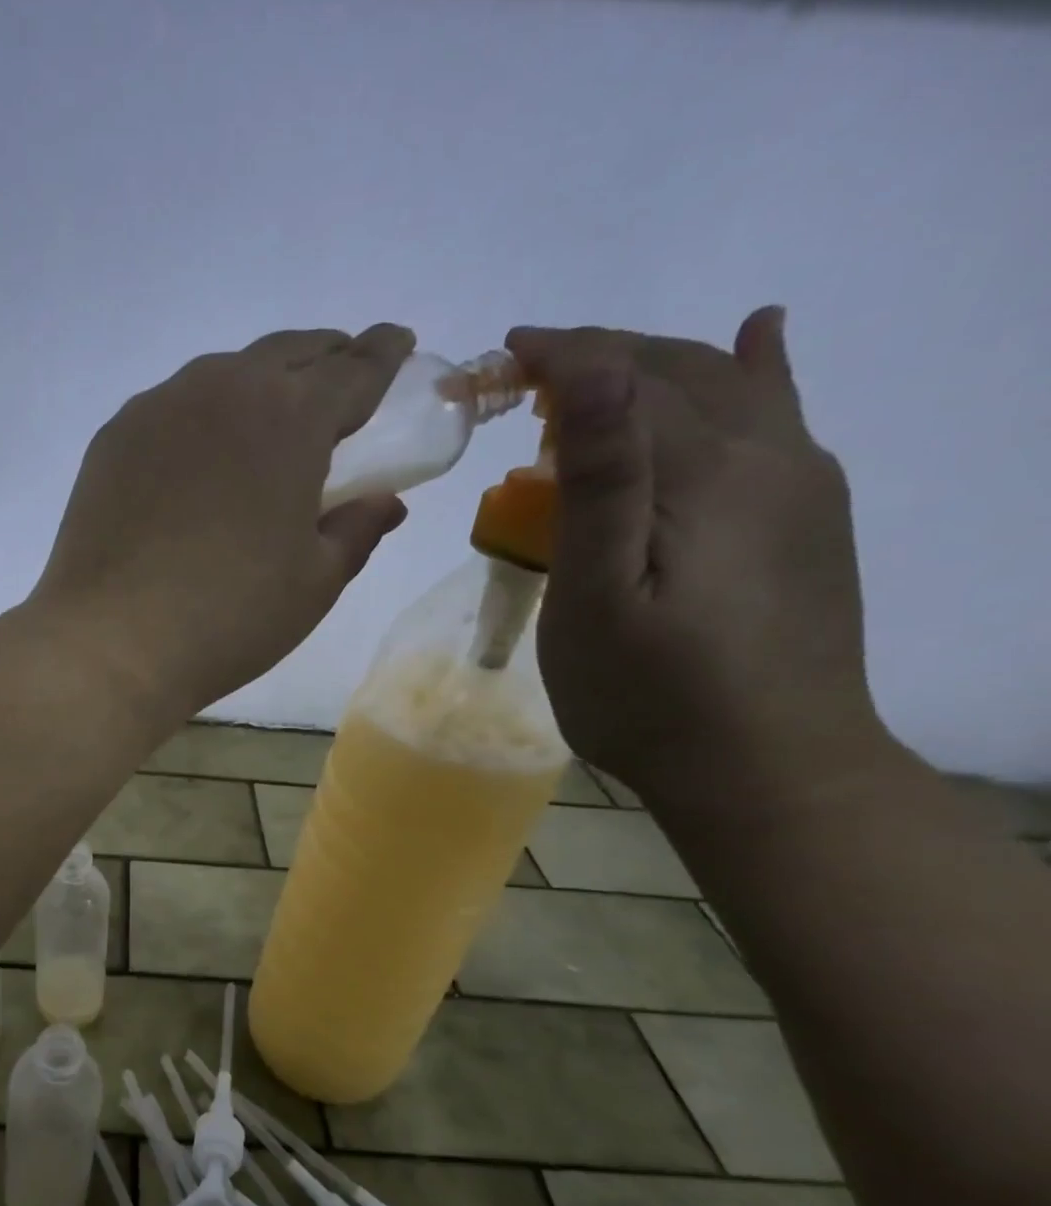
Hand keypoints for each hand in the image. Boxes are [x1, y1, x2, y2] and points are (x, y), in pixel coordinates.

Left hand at [30, 324, 414, 721]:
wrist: (112, 641)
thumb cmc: (230, 616)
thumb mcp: (315, 581)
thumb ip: (357, 529)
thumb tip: (384, 502)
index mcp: (290, 417)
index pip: (354, 368)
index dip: (384, 354)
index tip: (399, 343)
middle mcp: (224, 390)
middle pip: (288, 353)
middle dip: (325, 359)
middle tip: (339, 384)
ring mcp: (159, 408)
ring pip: (224, 374)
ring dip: (258, 383)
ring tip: (267, 420)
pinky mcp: (114, 437)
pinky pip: (172, 407)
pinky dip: (202, 416)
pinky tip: (199, 455)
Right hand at [506, 309, 890, 817]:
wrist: (767, 767)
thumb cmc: (650, 694)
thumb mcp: (598, 598)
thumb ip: (604, 483)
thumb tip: (598, 374)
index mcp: (703, 473)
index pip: (621, 382)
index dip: (559, 358)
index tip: (497, 356)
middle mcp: (765, 455)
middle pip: (675, 372)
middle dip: (596, 355)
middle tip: (524, 370)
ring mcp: (800, 482)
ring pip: (727, 385)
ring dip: (655, 363)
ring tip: (594, 371)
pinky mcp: (809, 515)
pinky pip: (781, 413)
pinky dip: (757, 367)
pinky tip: (757, 338)